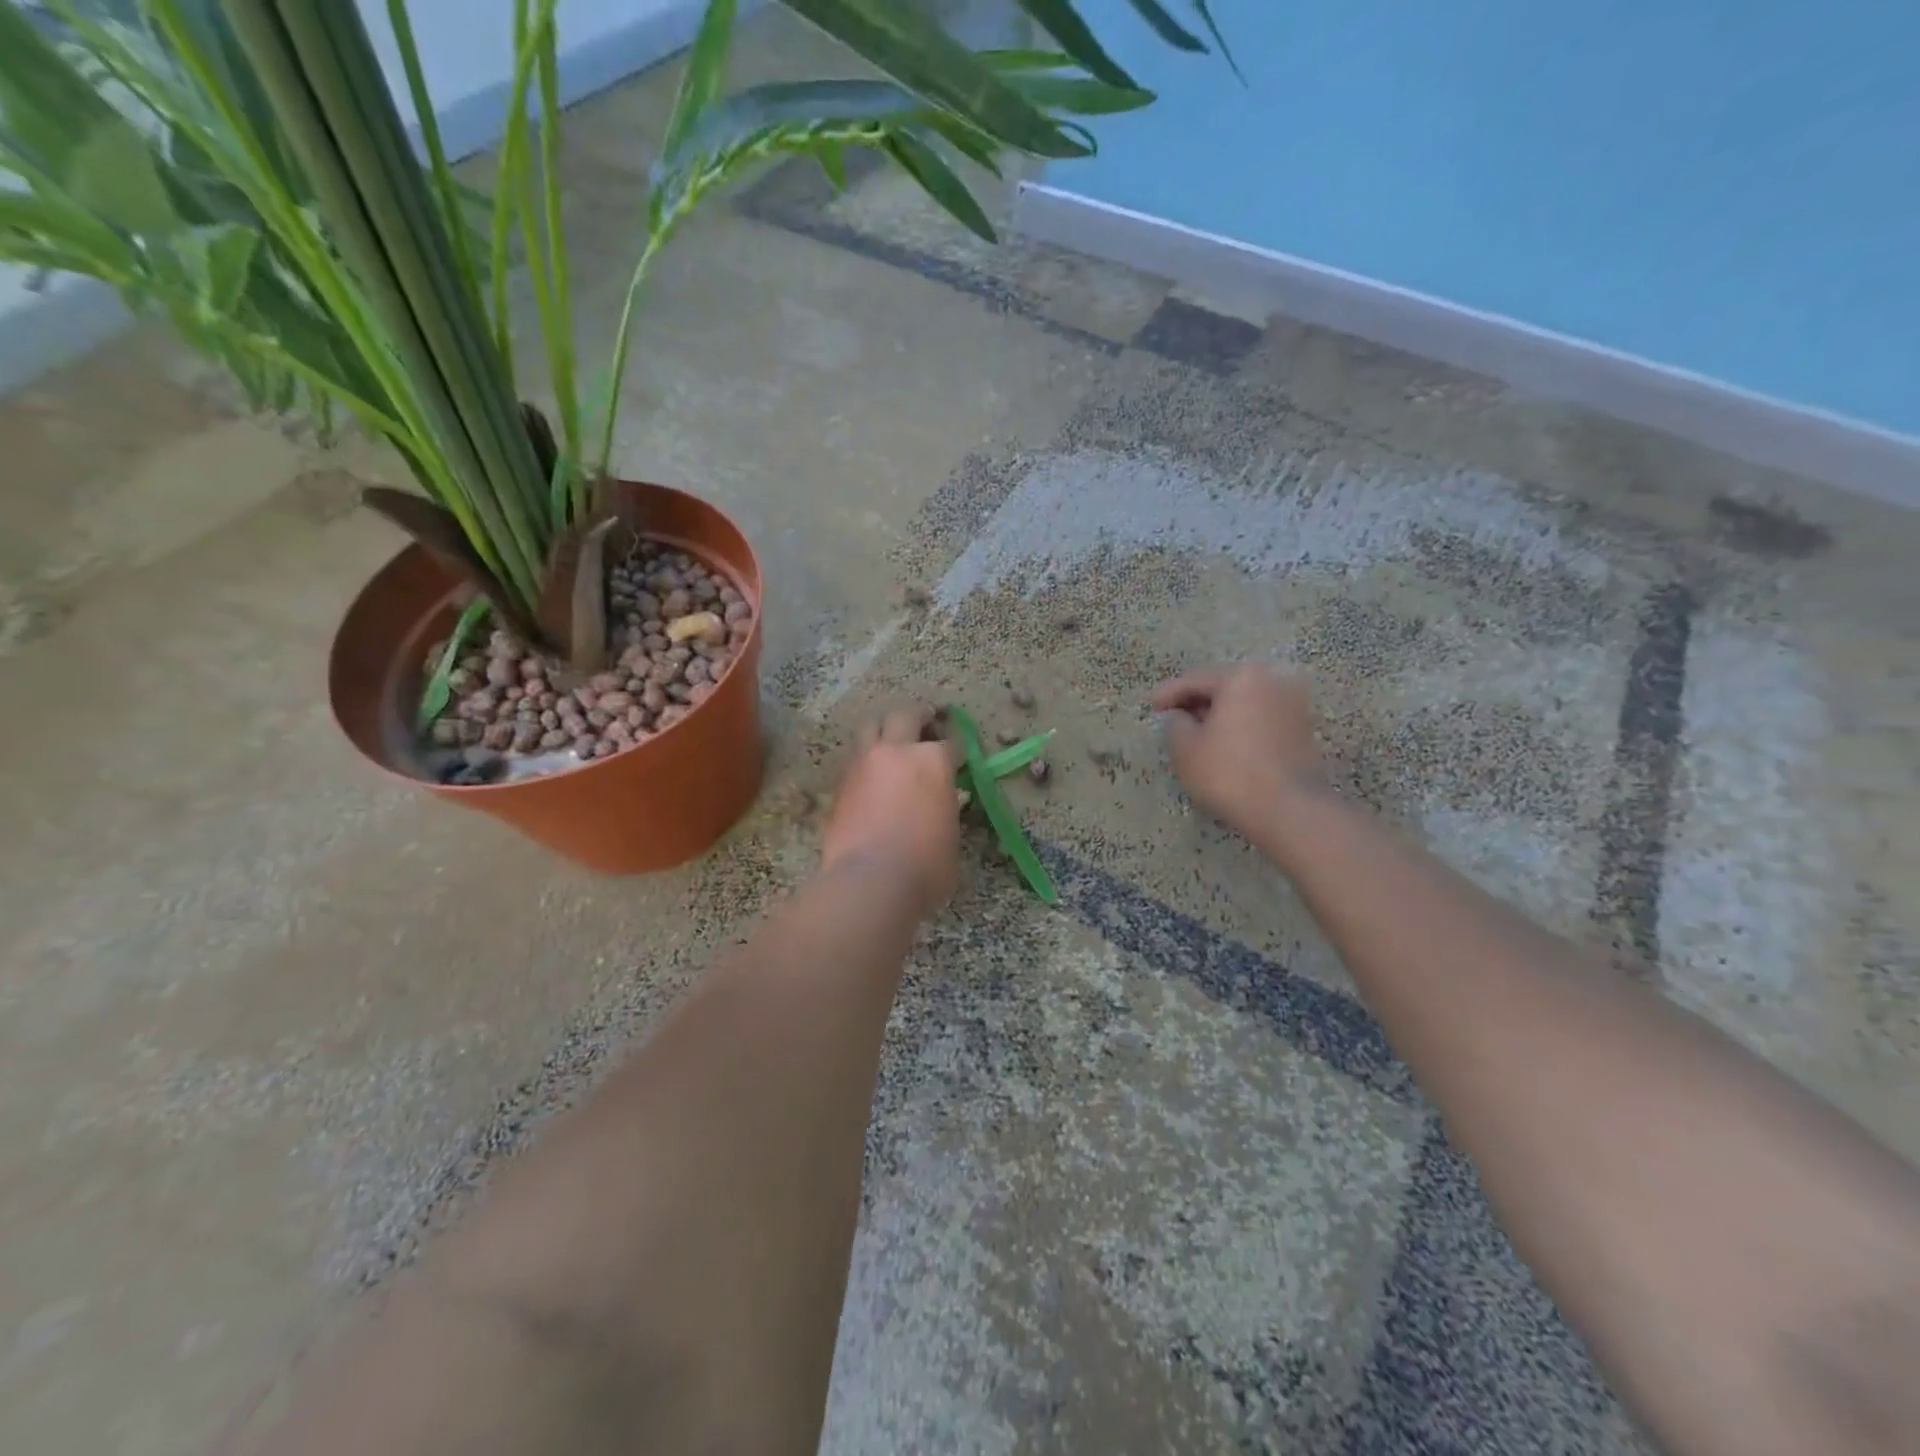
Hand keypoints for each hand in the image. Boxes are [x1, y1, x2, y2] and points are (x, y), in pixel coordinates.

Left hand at [822, 707, 960, 918]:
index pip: (950, 743)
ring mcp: (864, 763)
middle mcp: (898, 751)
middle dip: (919, 717)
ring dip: (884, 728)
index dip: (957, 749)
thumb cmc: (925, 867)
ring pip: (871, 726)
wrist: (870, 882)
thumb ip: (946, 809)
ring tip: (892, 740)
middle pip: (906, 715)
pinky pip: (854, 757)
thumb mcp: (951, 836)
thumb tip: (940, 805)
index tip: (958, 756)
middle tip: (926, 723)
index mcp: (934, 761)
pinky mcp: (840, 782)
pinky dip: (865, 758)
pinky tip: (872, 774)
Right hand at [1150, 665, 1328, 841]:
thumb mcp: (1185, 748)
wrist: (1289, 809)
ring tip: (1198, 733)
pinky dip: (1241, 725)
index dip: (1169, 693)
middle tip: (1174, 718)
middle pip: (1224, 686)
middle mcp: (1272, 680)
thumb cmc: (1229, 773)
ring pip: (1245, 701)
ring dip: (1221, 714)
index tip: (1152, 707)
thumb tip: (1182, 717)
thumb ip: (1175, 723)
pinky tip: (1226, 743)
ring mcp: (1294, 703)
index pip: (1195, 679)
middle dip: (1197, 701)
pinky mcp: (1304, 728)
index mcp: (1241, 677)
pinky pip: (1262, 717)